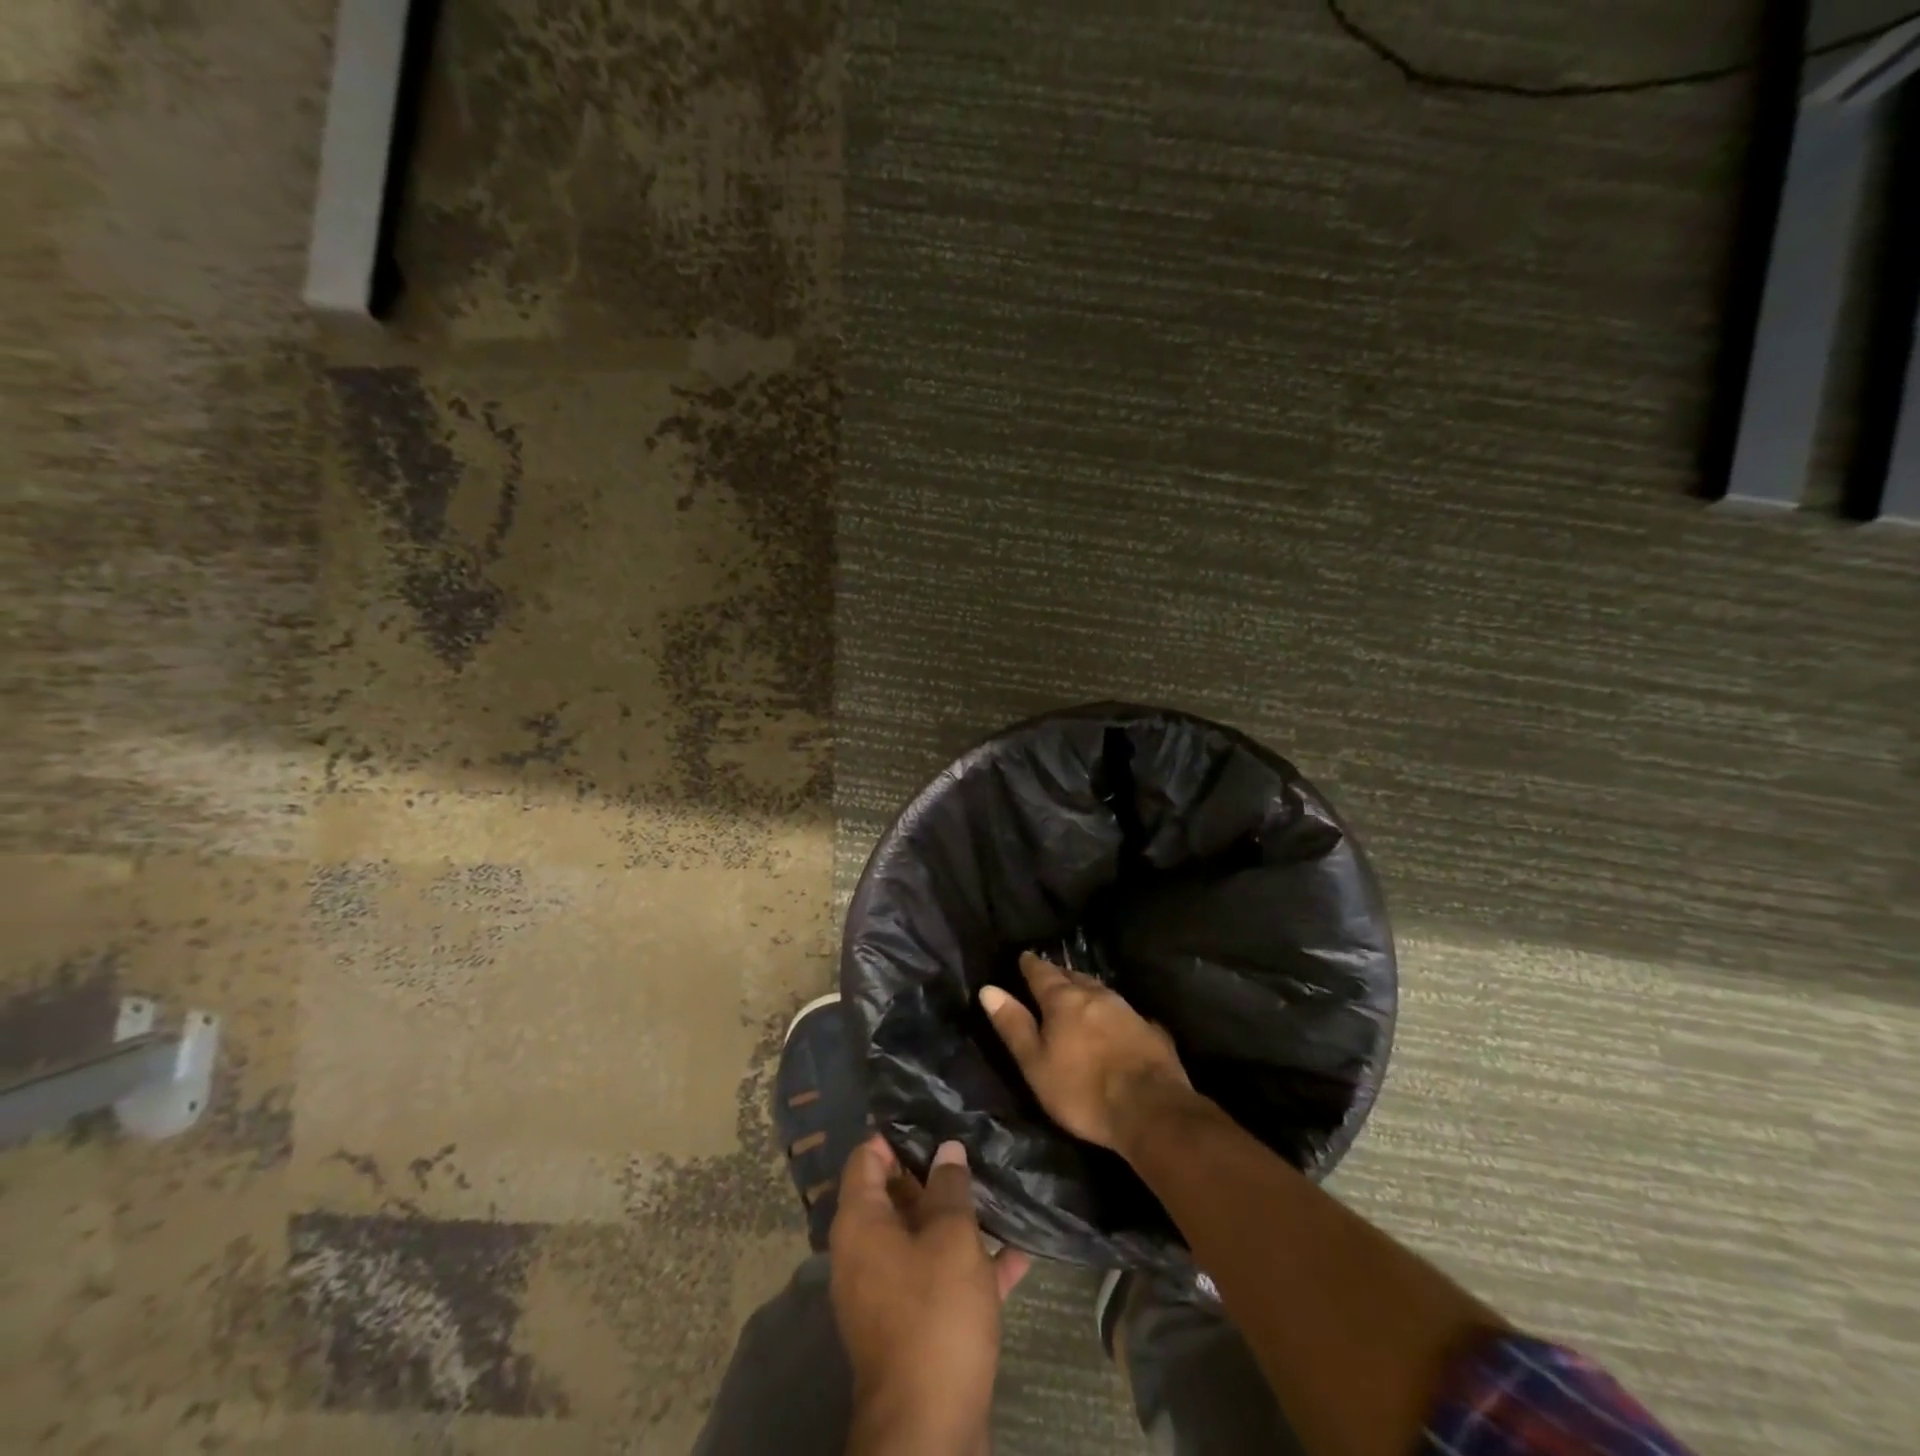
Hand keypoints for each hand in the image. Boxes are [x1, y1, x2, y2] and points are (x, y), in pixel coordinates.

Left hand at [830, 1135, 1031, 1454]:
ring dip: (958, 1219)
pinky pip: (939, 1277)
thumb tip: (946, 1149)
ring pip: (922, 1236)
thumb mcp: (951, 1239)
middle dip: (935, 1174)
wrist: (930, 1430)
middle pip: (896, 1195)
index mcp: (861, 1223)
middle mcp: (865, 1252)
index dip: (897, 1134)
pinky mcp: (913, 1324)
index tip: (935, 1117)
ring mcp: (888, 1291)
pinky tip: (1018, 1252)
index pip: (867, 1157)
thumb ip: (949, 1187)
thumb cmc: (935, 1315)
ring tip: (999, 1189)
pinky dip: (970, 1263)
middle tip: (974, 1147)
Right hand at [979, 952, 1191, 1152]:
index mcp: (1064, 1000)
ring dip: (1086, 989)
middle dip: (1060, 974)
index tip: (1024, 956)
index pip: (1042, 972)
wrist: (1151, 1110)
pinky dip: (1111, 1011)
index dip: (1031, 964)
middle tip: (1049, 973)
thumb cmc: (1082, 1090)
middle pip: (1073, 977)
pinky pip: (1124, 1011)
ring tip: (1077, 991)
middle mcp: (1096, 995)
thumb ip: (1014, 1025)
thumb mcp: (1036, 1063)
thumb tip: (989, 989)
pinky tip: (1113, 1020)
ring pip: (1100, 990)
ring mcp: (1127, 1010)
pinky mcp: (1151, 1030)